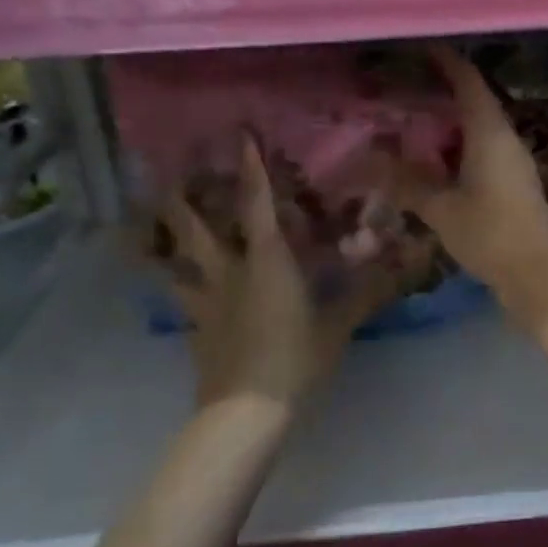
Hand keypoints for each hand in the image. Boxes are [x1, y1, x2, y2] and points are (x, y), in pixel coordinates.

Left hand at [158, 137, 397, 411]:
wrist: (247, 411)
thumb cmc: (297, 358)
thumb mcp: (339, 324)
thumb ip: (365, 293)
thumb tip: (405, 267)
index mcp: (267, 261)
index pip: (258, 204)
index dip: (252, 168)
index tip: (242, 135)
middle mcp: (229, 271)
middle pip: (194, 227)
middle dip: (181, 198)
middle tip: (170, 173)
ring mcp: (205, 300)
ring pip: (173, 260)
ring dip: (160, 238)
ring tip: (142, 221)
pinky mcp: (194, 327)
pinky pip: (179, 296)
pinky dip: (171, 282)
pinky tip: (171, 281)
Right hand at [394, 47, 547, 328]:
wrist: (536, 272)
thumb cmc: (489, 234)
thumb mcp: (441, 209)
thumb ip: (407, 183)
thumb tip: (370, 162)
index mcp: (490, 134)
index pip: (470, 82)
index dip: (448, 61)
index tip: (424, 46)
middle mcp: (507, 138)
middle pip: (477, 100)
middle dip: (446, 88)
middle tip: (410, 82)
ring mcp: (515, 158)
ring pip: (482, 125)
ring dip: (454, 118)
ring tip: (419, 115)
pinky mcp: (516, 178)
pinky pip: (486, 145)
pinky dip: (462, 141)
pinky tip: (440, 155)